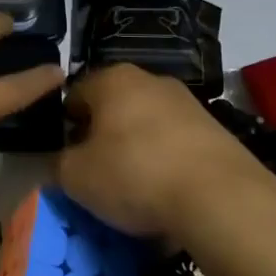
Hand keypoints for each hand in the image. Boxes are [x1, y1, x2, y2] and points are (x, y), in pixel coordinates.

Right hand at [57, 65, 263, 239]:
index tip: (66, 158)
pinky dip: (165, 164)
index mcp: (112, 79)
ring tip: (133, 190)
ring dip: (135, 151)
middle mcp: (150, 80)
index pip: (74, 95)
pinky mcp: (215, 129)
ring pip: (145, 126)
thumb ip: (56, 165)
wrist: (219, 197)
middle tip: (96, 175)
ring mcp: (187, 102)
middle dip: (101, 138)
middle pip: (112, 108)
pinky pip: (175, 144)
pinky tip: (165, 194)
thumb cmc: (134, 173)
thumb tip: (56, 164)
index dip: (64, 127)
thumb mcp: (76, 176)